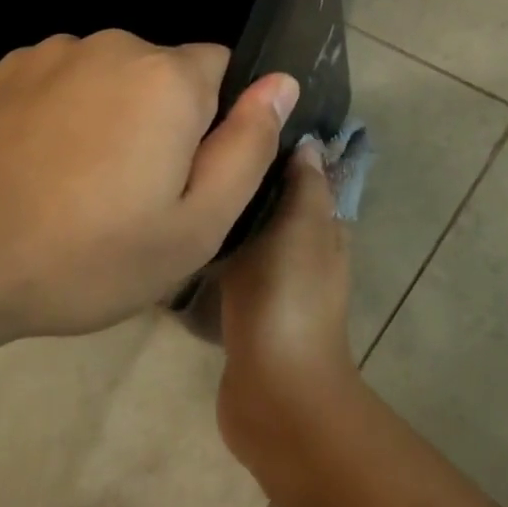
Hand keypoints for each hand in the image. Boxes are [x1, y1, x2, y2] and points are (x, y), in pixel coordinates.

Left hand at [0, 30, 296, 349]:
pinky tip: (37, 171)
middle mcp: (113, 45)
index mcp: (168, 78)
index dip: (214, 125)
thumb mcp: (196, 225)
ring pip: (113, 78)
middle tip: (134, 195)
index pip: (223, 70)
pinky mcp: (3, 71)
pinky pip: (63, 83)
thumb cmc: (89, 256)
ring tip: (79, 187)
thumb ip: (249, 147)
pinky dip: (65, 115)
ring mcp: (50, 53)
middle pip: (166, 74)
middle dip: (165, 120)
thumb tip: (281, 83)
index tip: (185, 177)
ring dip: (113, 117)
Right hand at [215, 142, 361, 476]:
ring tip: (184, 184)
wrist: (275, 389)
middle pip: (274, 203)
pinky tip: (182, 237)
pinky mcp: (247, 311)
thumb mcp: (302, 228)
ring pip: (250, 236)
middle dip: (246, 179)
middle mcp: (304, 252)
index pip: (305, 175)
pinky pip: (230, 269)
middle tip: (198, 148)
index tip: (239, 117)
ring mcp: (275, 285)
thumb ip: (305, 186)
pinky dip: (214, 252)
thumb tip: (307, 144)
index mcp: (325, 228)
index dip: (279, 147)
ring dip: (228, 216)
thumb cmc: (289, 297)